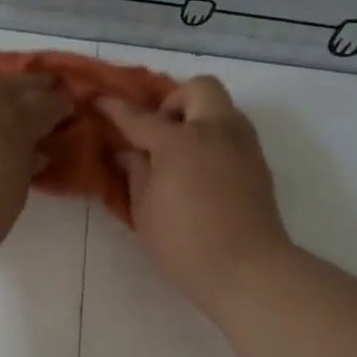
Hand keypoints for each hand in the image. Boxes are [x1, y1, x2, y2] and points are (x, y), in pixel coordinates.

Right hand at [98, 76, 291, 316]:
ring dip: (199, 118)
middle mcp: (216, 130)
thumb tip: (132, 152)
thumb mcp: (144, 210)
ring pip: (222, 108)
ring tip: (180, 154)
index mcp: (180, 141)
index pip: (140, 117)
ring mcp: (243, 144)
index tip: (98, 100)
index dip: (114, 108)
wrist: (247, 268)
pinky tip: (201, 171)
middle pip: (198, 88)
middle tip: (160, 133)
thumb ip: (136, 173)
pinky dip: (214, 139)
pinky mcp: (259, 163)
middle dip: (175, 102)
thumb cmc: (184, 244)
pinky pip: (233, 133)